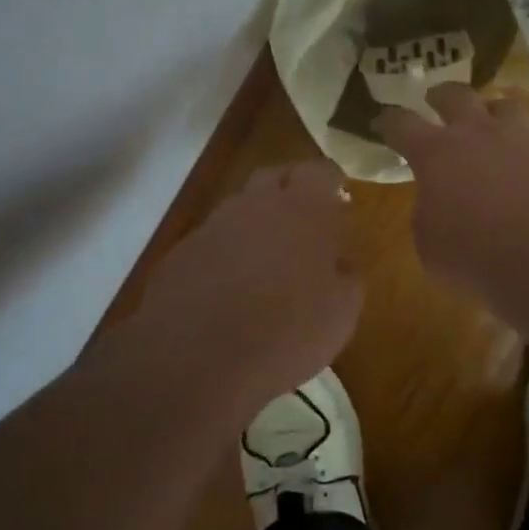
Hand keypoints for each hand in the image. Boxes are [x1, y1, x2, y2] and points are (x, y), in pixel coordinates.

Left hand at [132, 160, 361, 412]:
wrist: (199, 358)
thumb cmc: (288, 331)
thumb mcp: (342, 312)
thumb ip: (346, 276)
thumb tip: (339, 263)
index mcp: (303, 208)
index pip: (321, 171)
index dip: (331, 181)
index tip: (339, 196)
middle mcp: (256, 204)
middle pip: (274, 177)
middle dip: (290, 190)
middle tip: (304, 221)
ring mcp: (213, 225)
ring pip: (239, 209)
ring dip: (255, 224)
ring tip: (267, 260)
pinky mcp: (181, 253)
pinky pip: (212, 241)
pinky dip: (225, 254)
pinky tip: (230, 288)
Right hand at [376, 84, 528, 299]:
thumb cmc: (477, 255)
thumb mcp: (430, 243)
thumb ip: (428, 211)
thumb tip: (438, 201)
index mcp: (435, 152)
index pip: (401, 124)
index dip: (388, 121)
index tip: (382, 122)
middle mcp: (476, 132)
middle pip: (454, 94)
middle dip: (440, 96)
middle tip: (435, 101)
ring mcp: (519, 136)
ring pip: (501, 104)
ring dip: (489, 112)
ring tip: (488, 124)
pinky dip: (522, 141)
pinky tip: (524, 158)